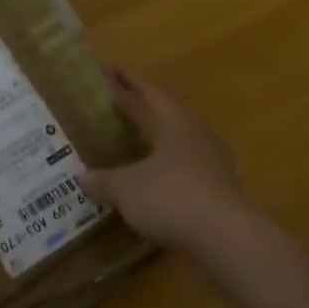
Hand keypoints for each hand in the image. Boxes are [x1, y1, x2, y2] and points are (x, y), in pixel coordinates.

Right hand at [80, 70, 248, 255]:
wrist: (226, 238)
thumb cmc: (172, 198)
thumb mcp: (126, 188)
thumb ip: (104, 180)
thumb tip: (82, 177)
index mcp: (176, 123)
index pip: (149, 92)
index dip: (128, 80)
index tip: (110, 69)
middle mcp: (197, 136)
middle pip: (166, 115)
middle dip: (141, 109)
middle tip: (115, 105)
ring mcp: (213, 164)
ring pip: (178, 143)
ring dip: (156, 141)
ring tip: (133, 144)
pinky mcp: (218, 192)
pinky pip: (186, 172)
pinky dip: (166, 171)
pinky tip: (153, 182)